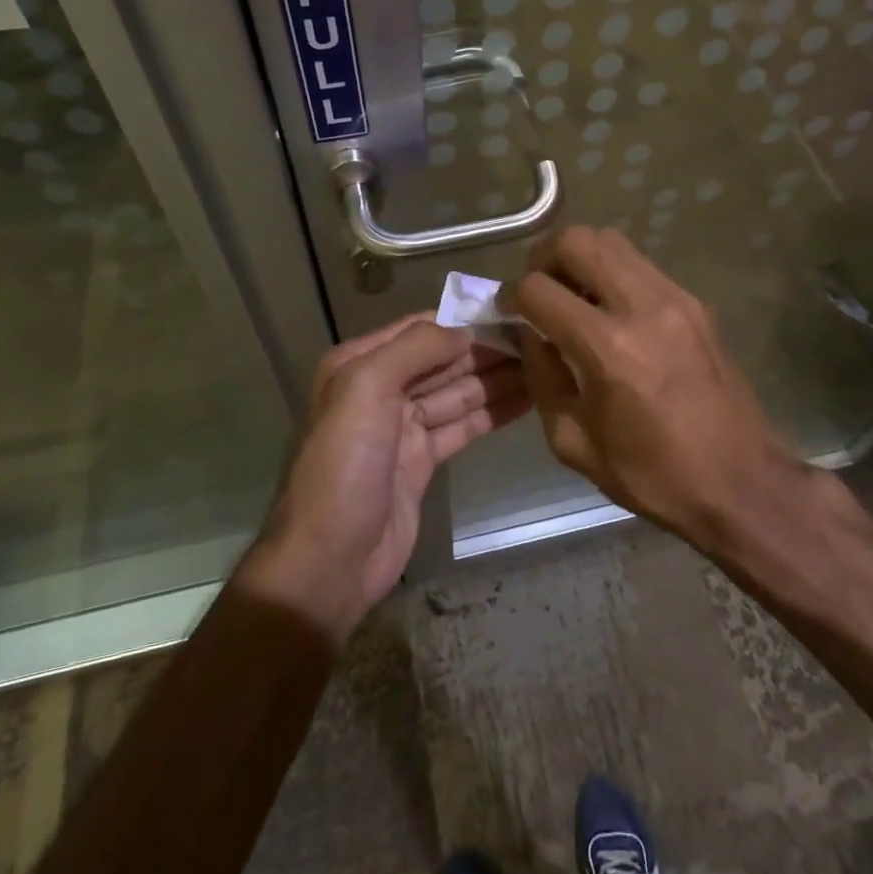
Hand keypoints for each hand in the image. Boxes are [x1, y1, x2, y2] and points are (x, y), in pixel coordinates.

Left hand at [240, 314, 525, 643]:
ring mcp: (402, 427)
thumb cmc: (344, 465)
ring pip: (457, 393)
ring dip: (497, 379)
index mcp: (360, 364)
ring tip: (543, 366)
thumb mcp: (366, 389)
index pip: (420, 329)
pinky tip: (526, 400)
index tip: (511, 313)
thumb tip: (466, 330)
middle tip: (539, 341)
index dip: (464, 320)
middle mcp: (380, 389)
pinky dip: (492, 412)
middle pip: (443, 360)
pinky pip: (462, 426)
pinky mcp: (422, 461)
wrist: (329, 560)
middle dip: (487, 350)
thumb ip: (416, 349)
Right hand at [509, 226, 807, 546]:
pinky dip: (614, 274)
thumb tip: (531, 333)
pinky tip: (612, 311)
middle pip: (578, 240)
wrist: (741, 483)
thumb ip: (542, 376)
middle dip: (544, 258)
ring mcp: (676, 298)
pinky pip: (641, 265)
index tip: (509, 311)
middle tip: (540, 289)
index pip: (539, 289)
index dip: (512, 296)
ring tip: (574, 295)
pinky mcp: (697, 303)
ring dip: (581, 258)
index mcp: (608, 349)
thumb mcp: (573, 440)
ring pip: (613, 240)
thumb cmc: (652, 474)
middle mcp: (643, 307)